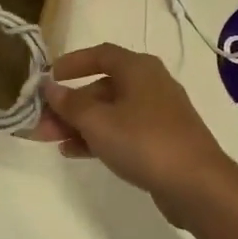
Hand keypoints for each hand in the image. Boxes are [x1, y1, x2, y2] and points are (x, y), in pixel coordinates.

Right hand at [35, 43, 237, 222]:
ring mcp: (158, 114)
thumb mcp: (98, 121)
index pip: (101, 54)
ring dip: (79, 124)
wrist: (196, 184)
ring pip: (110, 112)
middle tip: (40, 123)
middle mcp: (150, 85)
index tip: (49, 77)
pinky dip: (98, 138)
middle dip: (69, 104)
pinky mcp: (161, 140)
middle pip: (102, 87)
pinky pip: (122, 132)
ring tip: (51, 141)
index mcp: (138, 69)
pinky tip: (74, 152)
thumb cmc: (144, 141)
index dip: (72, 62)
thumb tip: (50, 87)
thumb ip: (70, 104)